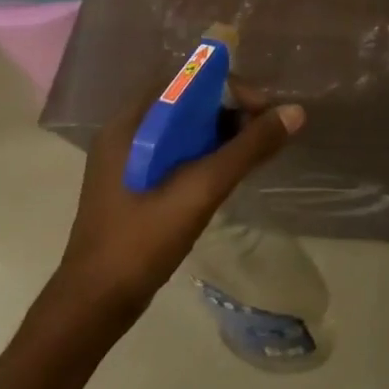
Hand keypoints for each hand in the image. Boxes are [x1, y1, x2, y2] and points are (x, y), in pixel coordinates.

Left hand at [54, 83, 303, 316]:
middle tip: (262, 134)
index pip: (189, 79)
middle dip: (230, 110)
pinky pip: (178, 151)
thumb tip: (295, 112)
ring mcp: (128, 160)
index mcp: (131, 123)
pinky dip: (207, 153)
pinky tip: (227, 174)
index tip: (260, 112)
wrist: (92, 308)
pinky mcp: (135, 184)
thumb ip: (249, 147)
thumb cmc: (142, 240)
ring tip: (251, 154)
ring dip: (221, 133)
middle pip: (189, 101)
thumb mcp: (202, 188)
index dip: (229, 87)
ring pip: (186, 127)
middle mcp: (127, 132)